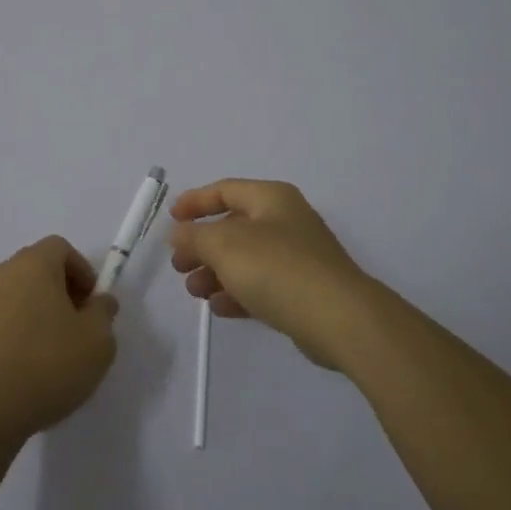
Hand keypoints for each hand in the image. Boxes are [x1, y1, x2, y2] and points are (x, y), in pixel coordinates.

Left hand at [0, 236, 118, 457]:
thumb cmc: (48, 365)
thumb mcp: (97, 340)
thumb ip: (103, 312)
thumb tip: (99, 301)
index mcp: (32, 265)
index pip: (59, 248)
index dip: (81, 270)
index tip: (91, 303)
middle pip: (34, 269)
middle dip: (58, 290)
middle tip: (75, 325)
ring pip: (13, 295)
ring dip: (32, 311)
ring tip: (48, 350)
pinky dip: (11, 332)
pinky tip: (22, 366)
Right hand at [169, 179, 380, 368]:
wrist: (339, 319)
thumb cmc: (277, 268)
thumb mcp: (223, 245)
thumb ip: (194, 235)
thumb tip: (180, 233)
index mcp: (271, 197)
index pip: (224, 190)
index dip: (195, 202)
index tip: (171, 221)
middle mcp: (286, 220)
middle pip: (233, 227)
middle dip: (201, 246)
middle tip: (180, 266)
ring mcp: (297, 256)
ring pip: (245, 259)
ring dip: (215, 273)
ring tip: (195, 292)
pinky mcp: (303, 290)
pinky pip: (261, 285)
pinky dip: (237, 292)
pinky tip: (219, 308)